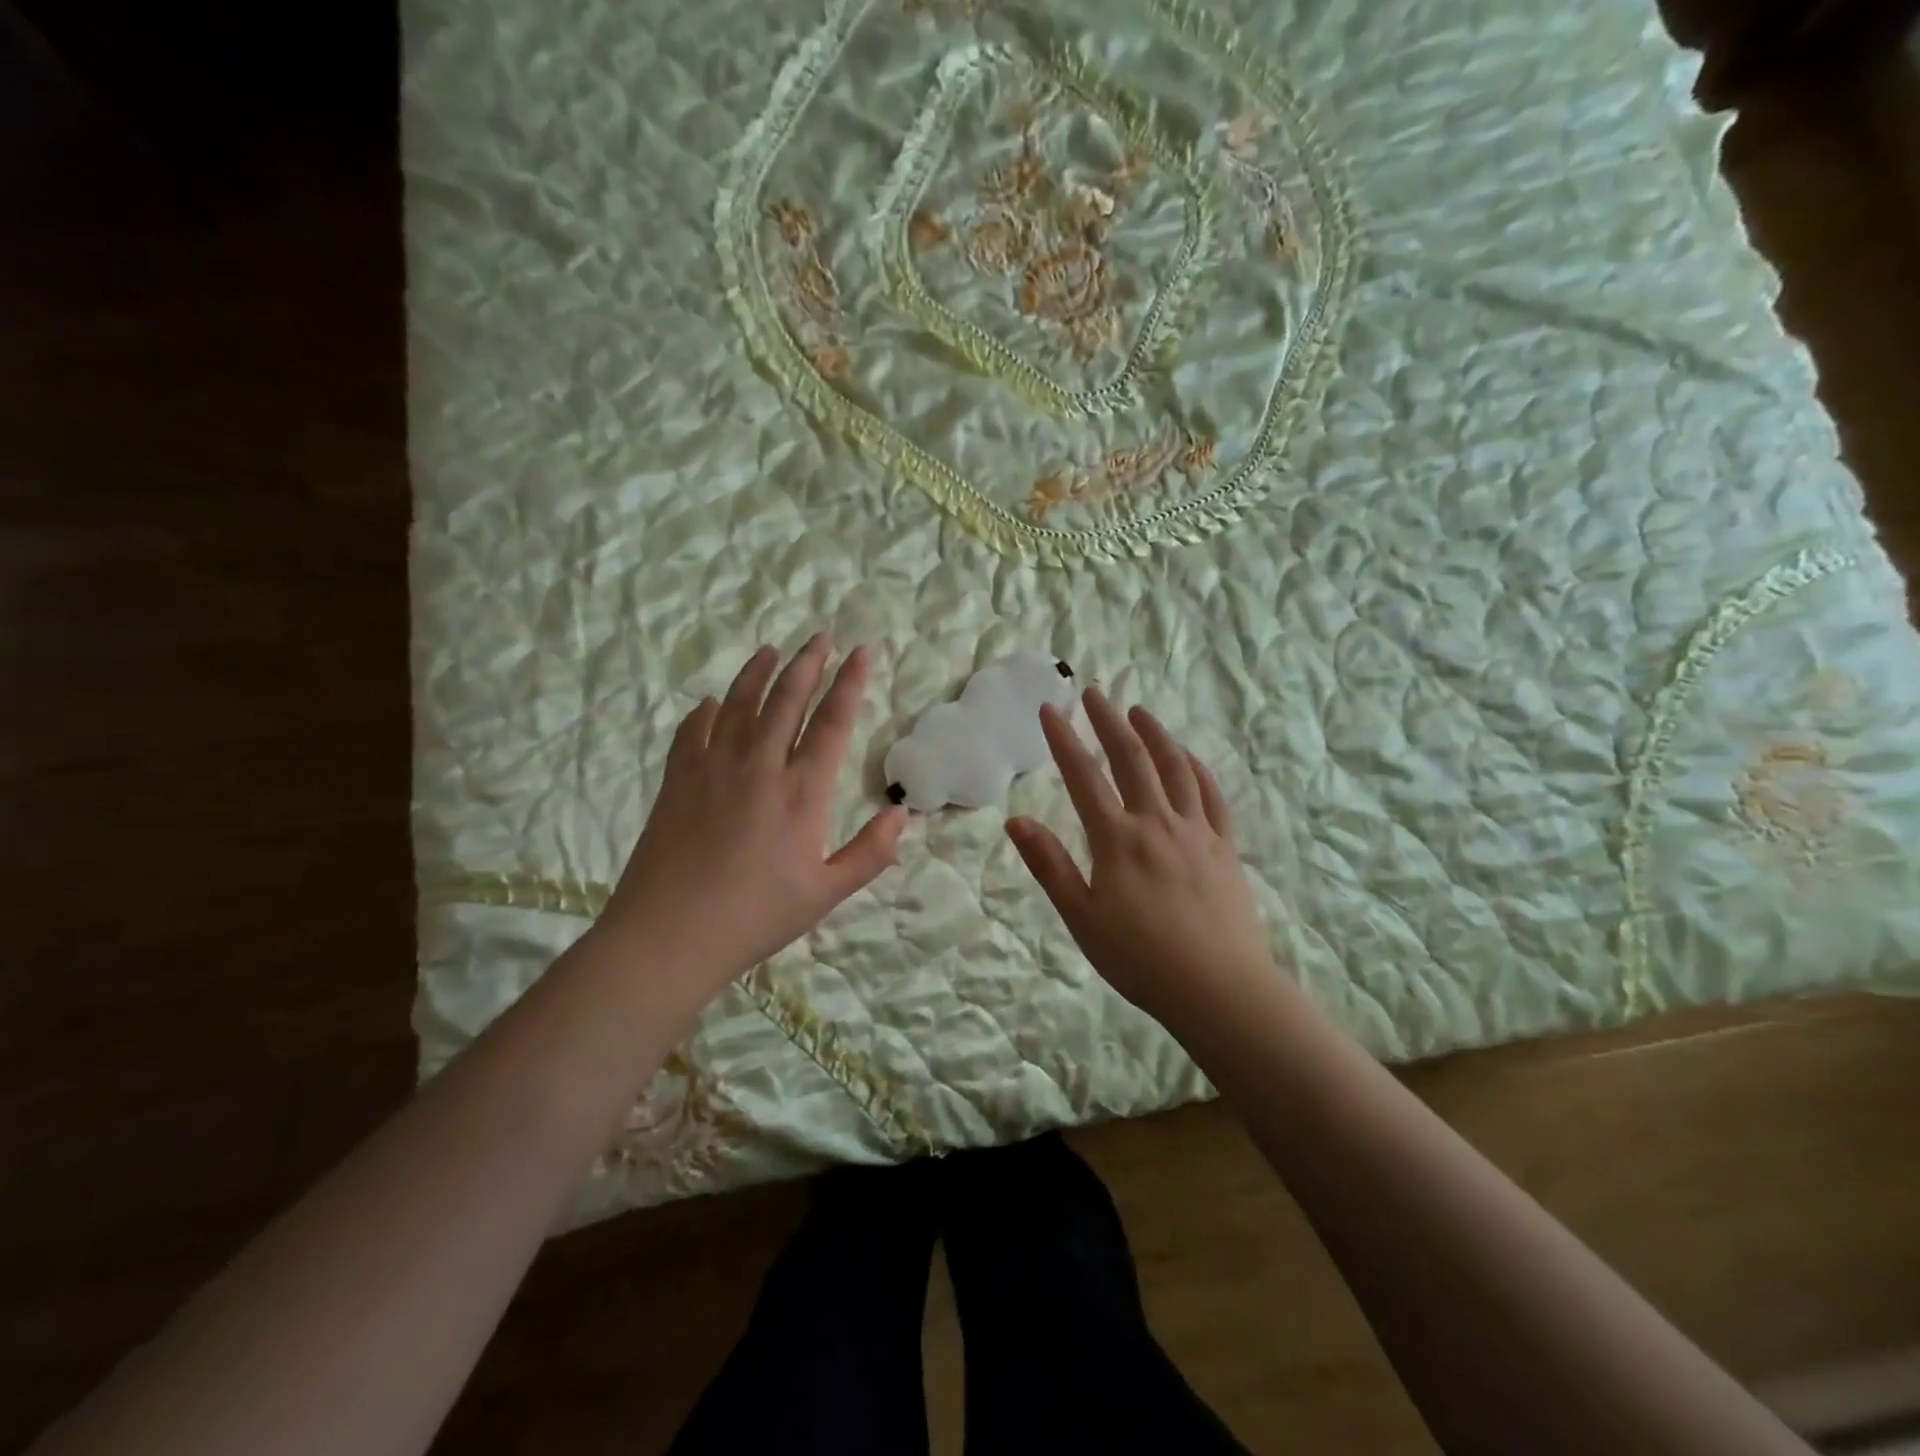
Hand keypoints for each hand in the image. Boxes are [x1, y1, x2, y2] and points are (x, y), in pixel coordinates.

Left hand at [601, 635, 906, 1009]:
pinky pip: (692, 731)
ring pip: (740, 704)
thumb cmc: (756, 916)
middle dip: (808, 663)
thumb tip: (902, 814)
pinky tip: (711, 703)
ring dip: (759, 673)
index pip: (832, 722)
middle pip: (787, 699)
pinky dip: (705, 711)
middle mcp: (760, 765)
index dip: (849, 683)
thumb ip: (870, 853)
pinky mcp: (677, 780)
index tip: (861, 651)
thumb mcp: (826, 893)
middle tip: (820, 636)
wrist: (669, 935)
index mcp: (802, 791)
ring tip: (772, 651)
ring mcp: (713, 767)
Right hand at [1006, 689, 1281, 1034]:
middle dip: (1109, 721)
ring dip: (1155, 734)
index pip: (1084, 777)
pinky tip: (1189, 757)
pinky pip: (1212, 795)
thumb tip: (1015, 821)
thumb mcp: (1082, 917)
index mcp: (1117, 839)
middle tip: (1095, 693)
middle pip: (1131, 759)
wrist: (1219, 988)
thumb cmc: (1140, 958)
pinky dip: (1197, 768)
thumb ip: (1049, 865)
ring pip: (1176, 768)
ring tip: (1140, 712)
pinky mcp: (1224, 846)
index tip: (1050, 710)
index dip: (1064, 740)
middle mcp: (1157, 822)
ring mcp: (1196, 830)